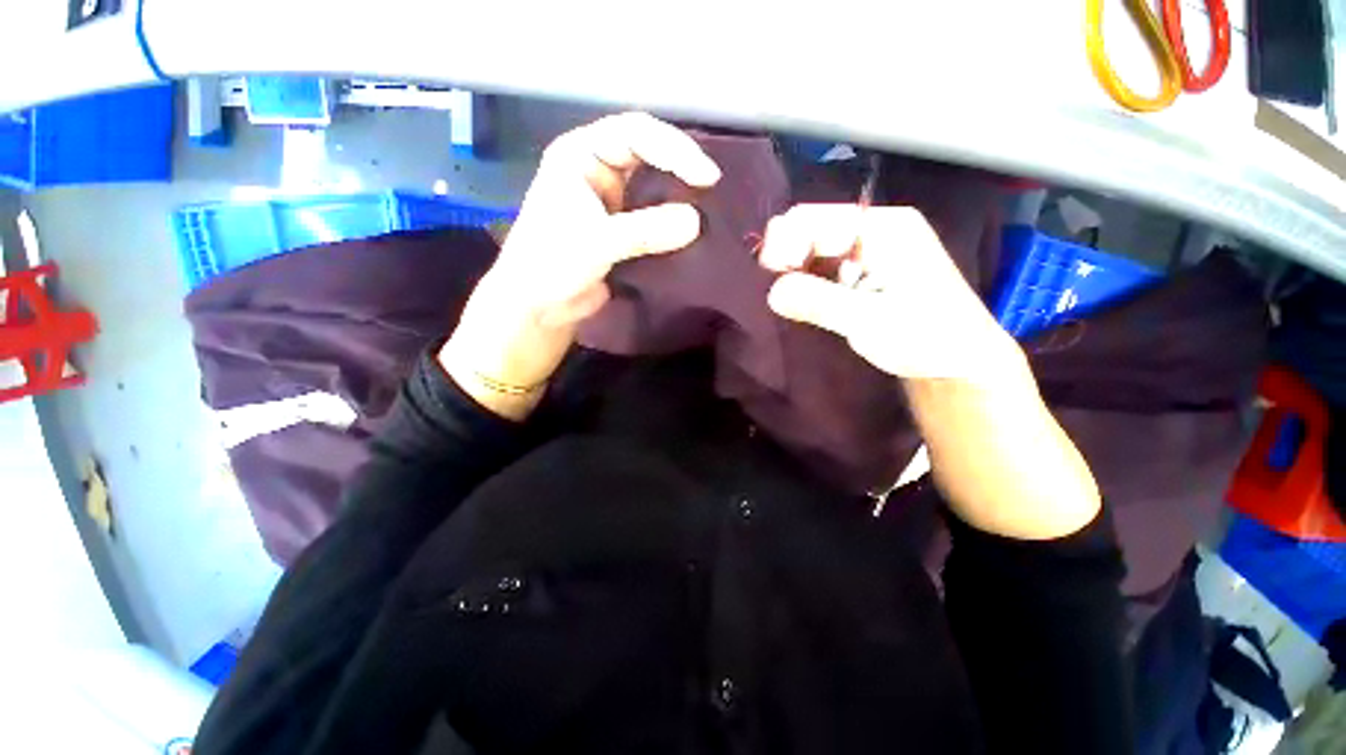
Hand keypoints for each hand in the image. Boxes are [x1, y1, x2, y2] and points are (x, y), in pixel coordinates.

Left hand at [442, 113, 721, 418]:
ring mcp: (611, 204)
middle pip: (648, 156)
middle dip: (680, 169)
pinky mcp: (622, 233)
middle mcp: (598, 173)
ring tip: (709, 209)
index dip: (674, 148)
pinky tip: (693, 234)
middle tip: (712, 190)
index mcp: (581, 156)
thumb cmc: (551, 264)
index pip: (635, 133)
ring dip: (678, 198)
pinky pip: (653, 221)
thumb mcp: (598, 241)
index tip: (705, 177)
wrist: (538, 309)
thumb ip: (646, 230)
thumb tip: (697, 222)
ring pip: (653, 190)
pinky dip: (672, 226)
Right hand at [758, 204, 1019, 381]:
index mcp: (883, 228)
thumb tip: (772, 291)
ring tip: (790, 301)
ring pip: (813, 251)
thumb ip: (818, 301)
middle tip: (779, 292)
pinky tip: (803, 301)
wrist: (957, 362)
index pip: (816, 220)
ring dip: (795, 273)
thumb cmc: (924, 337)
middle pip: (811, 229)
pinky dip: (806, 283)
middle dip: (788, 257)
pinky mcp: (862, 274)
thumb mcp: (868, 319)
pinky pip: (822, 269)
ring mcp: (868, 252)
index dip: (786, 243)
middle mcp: (873, 231)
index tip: (771, 276)